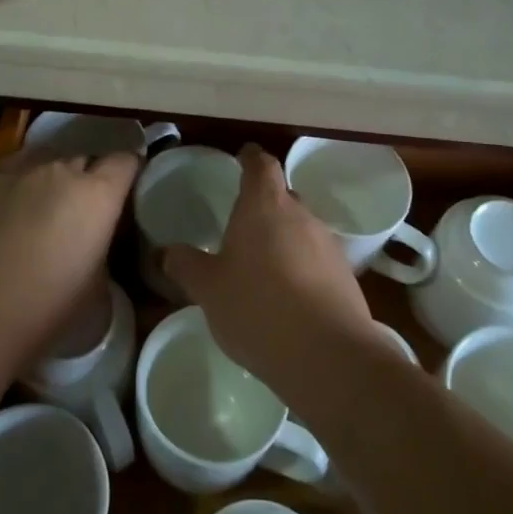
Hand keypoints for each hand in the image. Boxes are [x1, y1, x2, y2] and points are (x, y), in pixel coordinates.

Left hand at [0, 146, 139, 370]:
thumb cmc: (43, 312)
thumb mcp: (96, 287)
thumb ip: (102, 247)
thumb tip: (95, 238)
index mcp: (96, 194)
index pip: (125, 161)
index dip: (129, 173)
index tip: (125, 192)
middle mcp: (60, 170)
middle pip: (85, 157)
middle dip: (88, 177)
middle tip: (81, 209)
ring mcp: (17, 171)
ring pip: (46, 159)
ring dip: (52, 177)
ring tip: (44, 207)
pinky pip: (12, 171)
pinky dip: (18, 185)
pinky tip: (8, 212)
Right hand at [162, 144, 372, 393]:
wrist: (328, 356)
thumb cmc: (258, 308)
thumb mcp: (208, 289)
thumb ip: (186, 266)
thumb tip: (167, 252)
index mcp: (264, 205)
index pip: (261, 164)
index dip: (251, 158)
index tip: (242, 157)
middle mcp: (300, 215)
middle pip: (283, 196)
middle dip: (264, 206)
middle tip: (242, 226)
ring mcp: (328, 245)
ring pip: (301, 230)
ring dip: (284, 240)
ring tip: (263, 269)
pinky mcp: (346, 277)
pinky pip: (317, 261)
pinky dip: (301, 269)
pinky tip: (288, 298)